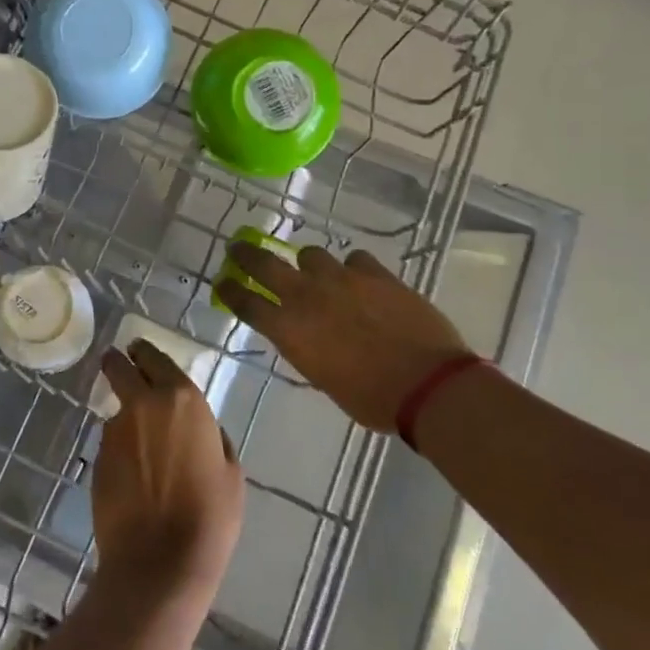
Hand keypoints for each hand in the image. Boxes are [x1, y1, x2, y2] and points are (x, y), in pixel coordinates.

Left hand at [90, 341, 244, 605]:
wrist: (159, 561)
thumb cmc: (209, 516)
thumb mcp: (230, 471)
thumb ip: (214, 437)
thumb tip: (203, 429)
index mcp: (182, 399)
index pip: (154, 357)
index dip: (145, 353)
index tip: (140, 352)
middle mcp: (143, 404)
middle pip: (119, 367)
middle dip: (118, 363)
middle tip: (120, 365)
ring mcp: (115, 430)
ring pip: (116, 408)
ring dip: (125, 416)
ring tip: (139, 443)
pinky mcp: (97, 456)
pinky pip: (111, 441)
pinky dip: (119, 447)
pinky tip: (132, 473)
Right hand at [215, 242, 472, 432]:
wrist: (428, 384)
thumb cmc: (372, 399)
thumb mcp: (324, 379)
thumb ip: (306, 350)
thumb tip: (303, 336)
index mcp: (290, 329)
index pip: (246, 302)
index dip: (230, 291)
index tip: (222, 283)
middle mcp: (307, 296)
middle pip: (265, 264)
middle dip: (246, 256)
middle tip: (238, 250)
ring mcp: (342, 279)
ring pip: (311, 254)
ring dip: (308, 264)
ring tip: (318, 274)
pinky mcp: (375, 273)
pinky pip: (355, 259)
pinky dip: (353, 269)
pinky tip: (361, 280)